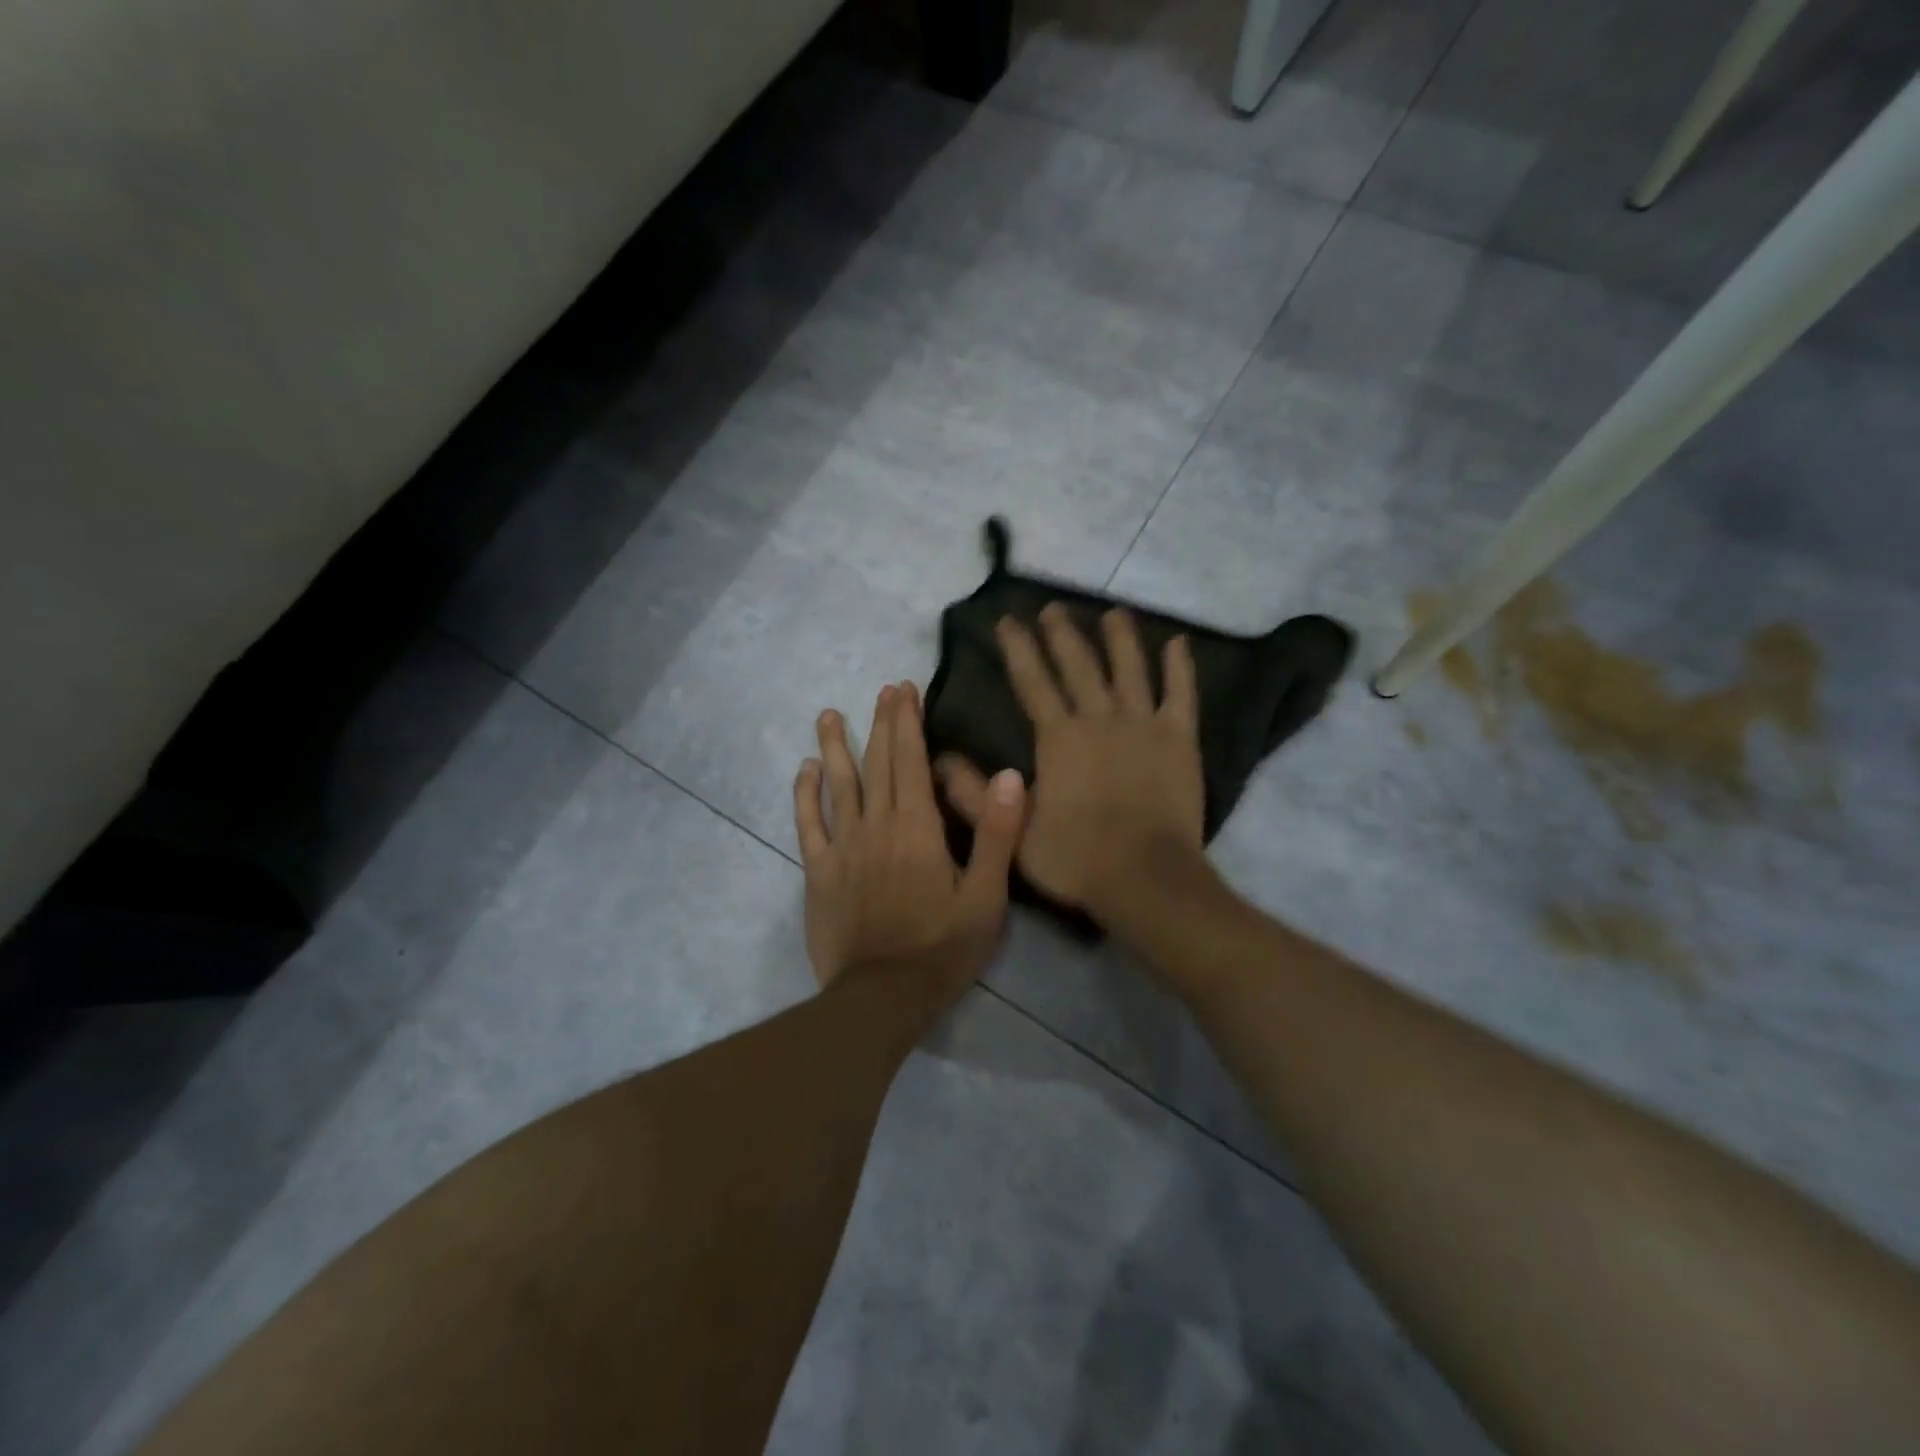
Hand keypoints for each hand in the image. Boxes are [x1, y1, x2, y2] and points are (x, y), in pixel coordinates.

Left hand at [795, 682, 1026, 996]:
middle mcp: (877, 825)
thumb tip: (1010, 775)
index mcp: (918, 827)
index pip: (911, 760)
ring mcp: (843, 847)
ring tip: (829, 715)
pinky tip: (804, 770)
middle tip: (882, 690)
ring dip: (835, 747)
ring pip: (838, 784)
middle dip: (881, 722)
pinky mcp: (819, 872)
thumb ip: (997, 834)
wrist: (882, 996)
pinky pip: (808, 824)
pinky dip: (805, 794)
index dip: (908, 722)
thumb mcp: (986, 896)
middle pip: (878, 763)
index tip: (904, 690)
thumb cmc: (942, 947)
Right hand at [936, 606, 1202, 918]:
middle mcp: (1099, 718)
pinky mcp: (1179, 739)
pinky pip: (1181, 694)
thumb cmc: (1076, 856)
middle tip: (1053, 607)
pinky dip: (1180, 668)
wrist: (1144, 877)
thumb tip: (938, 759)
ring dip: (1120, 638)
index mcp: (1058, 737)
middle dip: (1062, 634)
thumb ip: (972, 795)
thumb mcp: (1012, 832)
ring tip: (1113, 612)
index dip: (1018, 648)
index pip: (1032, 681)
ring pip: (1130, 669)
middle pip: (1078, 665)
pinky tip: (1177, 642)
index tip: (1008, 620)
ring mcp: (1143, 725)